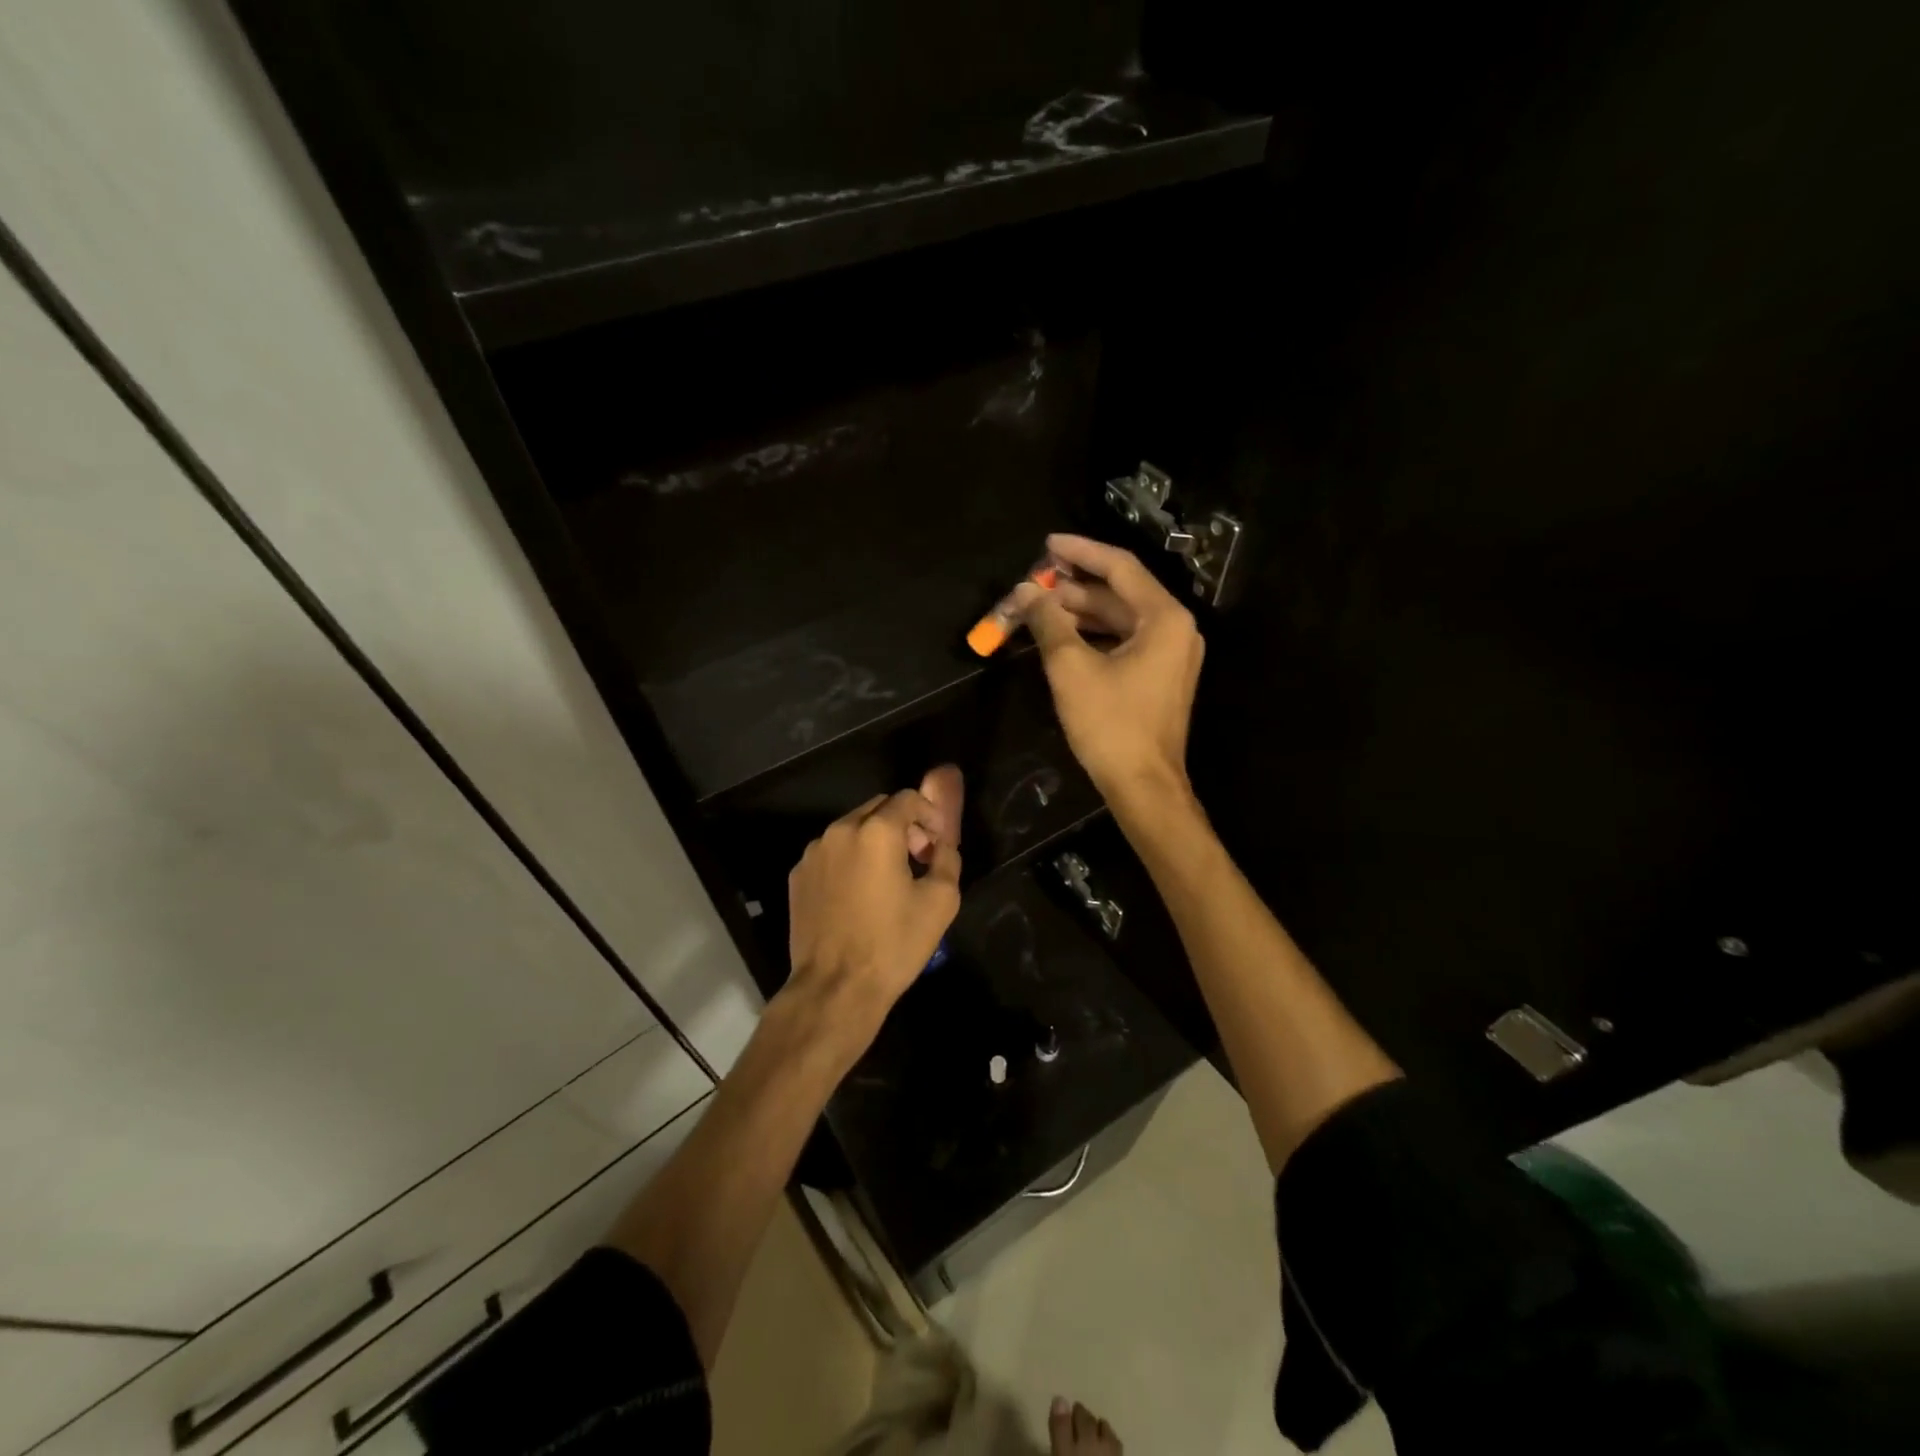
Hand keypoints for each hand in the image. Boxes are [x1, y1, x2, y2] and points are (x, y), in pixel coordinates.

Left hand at [783, 768, 963, 1059]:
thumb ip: (947, 859)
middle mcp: (839, 831)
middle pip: (878, 808)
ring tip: (888, 877)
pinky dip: (850, 859)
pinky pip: (831, 853)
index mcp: (876, 832)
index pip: (908, 799)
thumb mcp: (941, 901)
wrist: (836, 988)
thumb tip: (942, 845)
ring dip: (874, 841)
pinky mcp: (798, 876)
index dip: (930, 814)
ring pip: (851, 829)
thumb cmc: (893, 944)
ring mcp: (813, 853)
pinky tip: (859, 894)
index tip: (938, 842)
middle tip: (918, 857)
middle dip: (903, 824)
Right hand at [1011, 533, 1204, 802]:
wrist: (1143, 786)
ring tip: (1040, 609)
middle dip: (1075, 587)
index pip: (1120, 568)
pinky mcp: (1160, 677)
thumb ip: (1048, 622)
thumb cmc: (1110, 724)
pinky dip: (1094, 636)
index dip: (1081, 551)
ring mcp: (1171, 655)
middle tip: (1034, 584)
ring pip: (1121, 619)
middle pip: (1121, 593)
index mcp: (1164, 618)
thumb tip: (1025, 592)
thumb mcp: (1071, 668)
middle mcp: (1175, 629)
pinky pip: (1125, 642)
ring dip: (1081, 613)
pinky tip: (1062, 638)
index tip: (1047, 543)